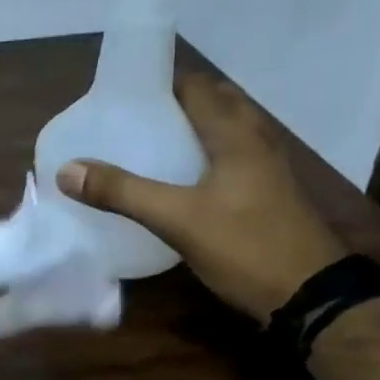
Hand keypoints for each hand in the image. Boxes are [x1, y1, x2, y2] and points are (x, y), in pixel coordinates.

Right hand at [54, 75, 344, 320]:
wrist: (312, 296)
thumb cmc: (246, 247)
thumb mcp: (176, 219)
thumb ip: (122, 192)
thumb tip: (67, 169)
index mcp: (235, 134)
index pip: (196, 86)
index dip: (161, 82)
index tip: (123, 94)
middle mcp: (255, 141)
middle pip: (215, 103)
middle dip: (175, 104)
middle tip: (133, 119)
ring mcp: (267, 168)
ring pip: (226, 131)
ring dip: (192, 129)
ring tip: (150, 144)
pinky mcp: (269, 193)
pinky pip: (232, 157)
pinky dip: (205, 154)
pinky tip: (181, 179)